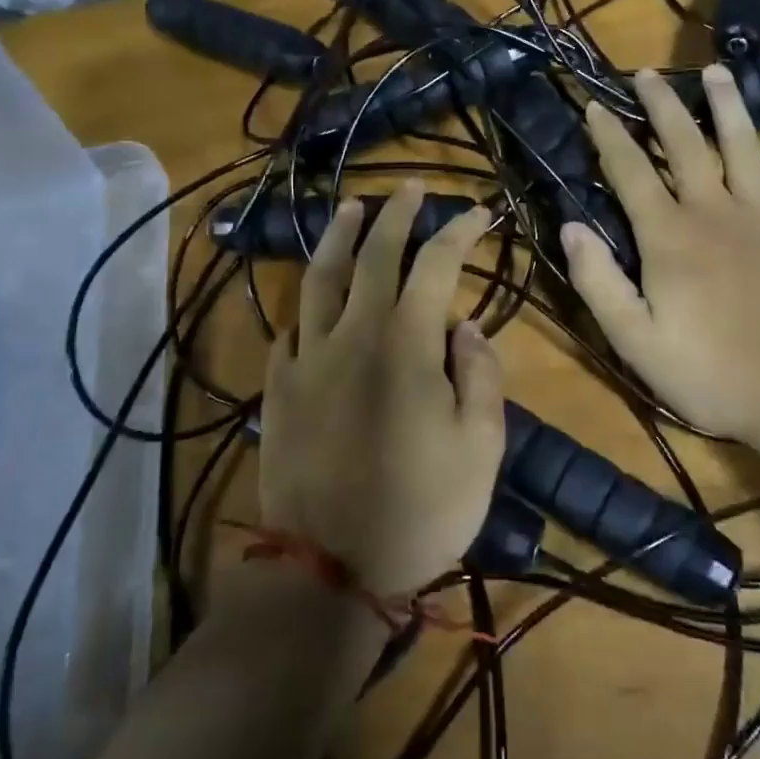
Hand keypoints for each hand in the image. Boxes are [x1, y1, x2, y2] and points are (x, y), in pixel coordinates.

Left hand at [260, 180, 505, 597]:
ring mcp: (308, 358)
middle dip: (396, 215)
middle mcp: (353, 334)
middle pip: (374, 255)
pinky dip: (305, 305)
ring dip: (338, 236)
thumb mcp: (481, 449)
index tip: (477, 212)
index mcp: (405, 343)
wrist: (328, 570)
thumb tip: (466, 326)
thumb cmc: (420, 511)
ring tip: (350, 206)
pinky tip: (310, 298)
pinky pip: (289, 330)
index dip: (458, 232)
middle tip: (409, 188)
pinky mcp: (279, 388)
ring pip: (320, 278)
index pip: (436, 265)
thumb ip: (480, 376)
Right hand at [560, 65, 759, 441]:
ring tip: (717, 73)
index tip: (594, 104)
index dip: (608, 135)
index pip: (629, 171)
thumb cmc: (714, 374)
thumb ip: (598, 282)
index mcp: (669, 235)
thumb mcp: (636, 342)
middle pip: (685, 143)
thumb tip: (569, 227)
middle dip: (662, 105)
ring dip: (727, 107)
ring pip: (744, 147)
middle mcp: (716, 211)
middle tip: (647, 73)